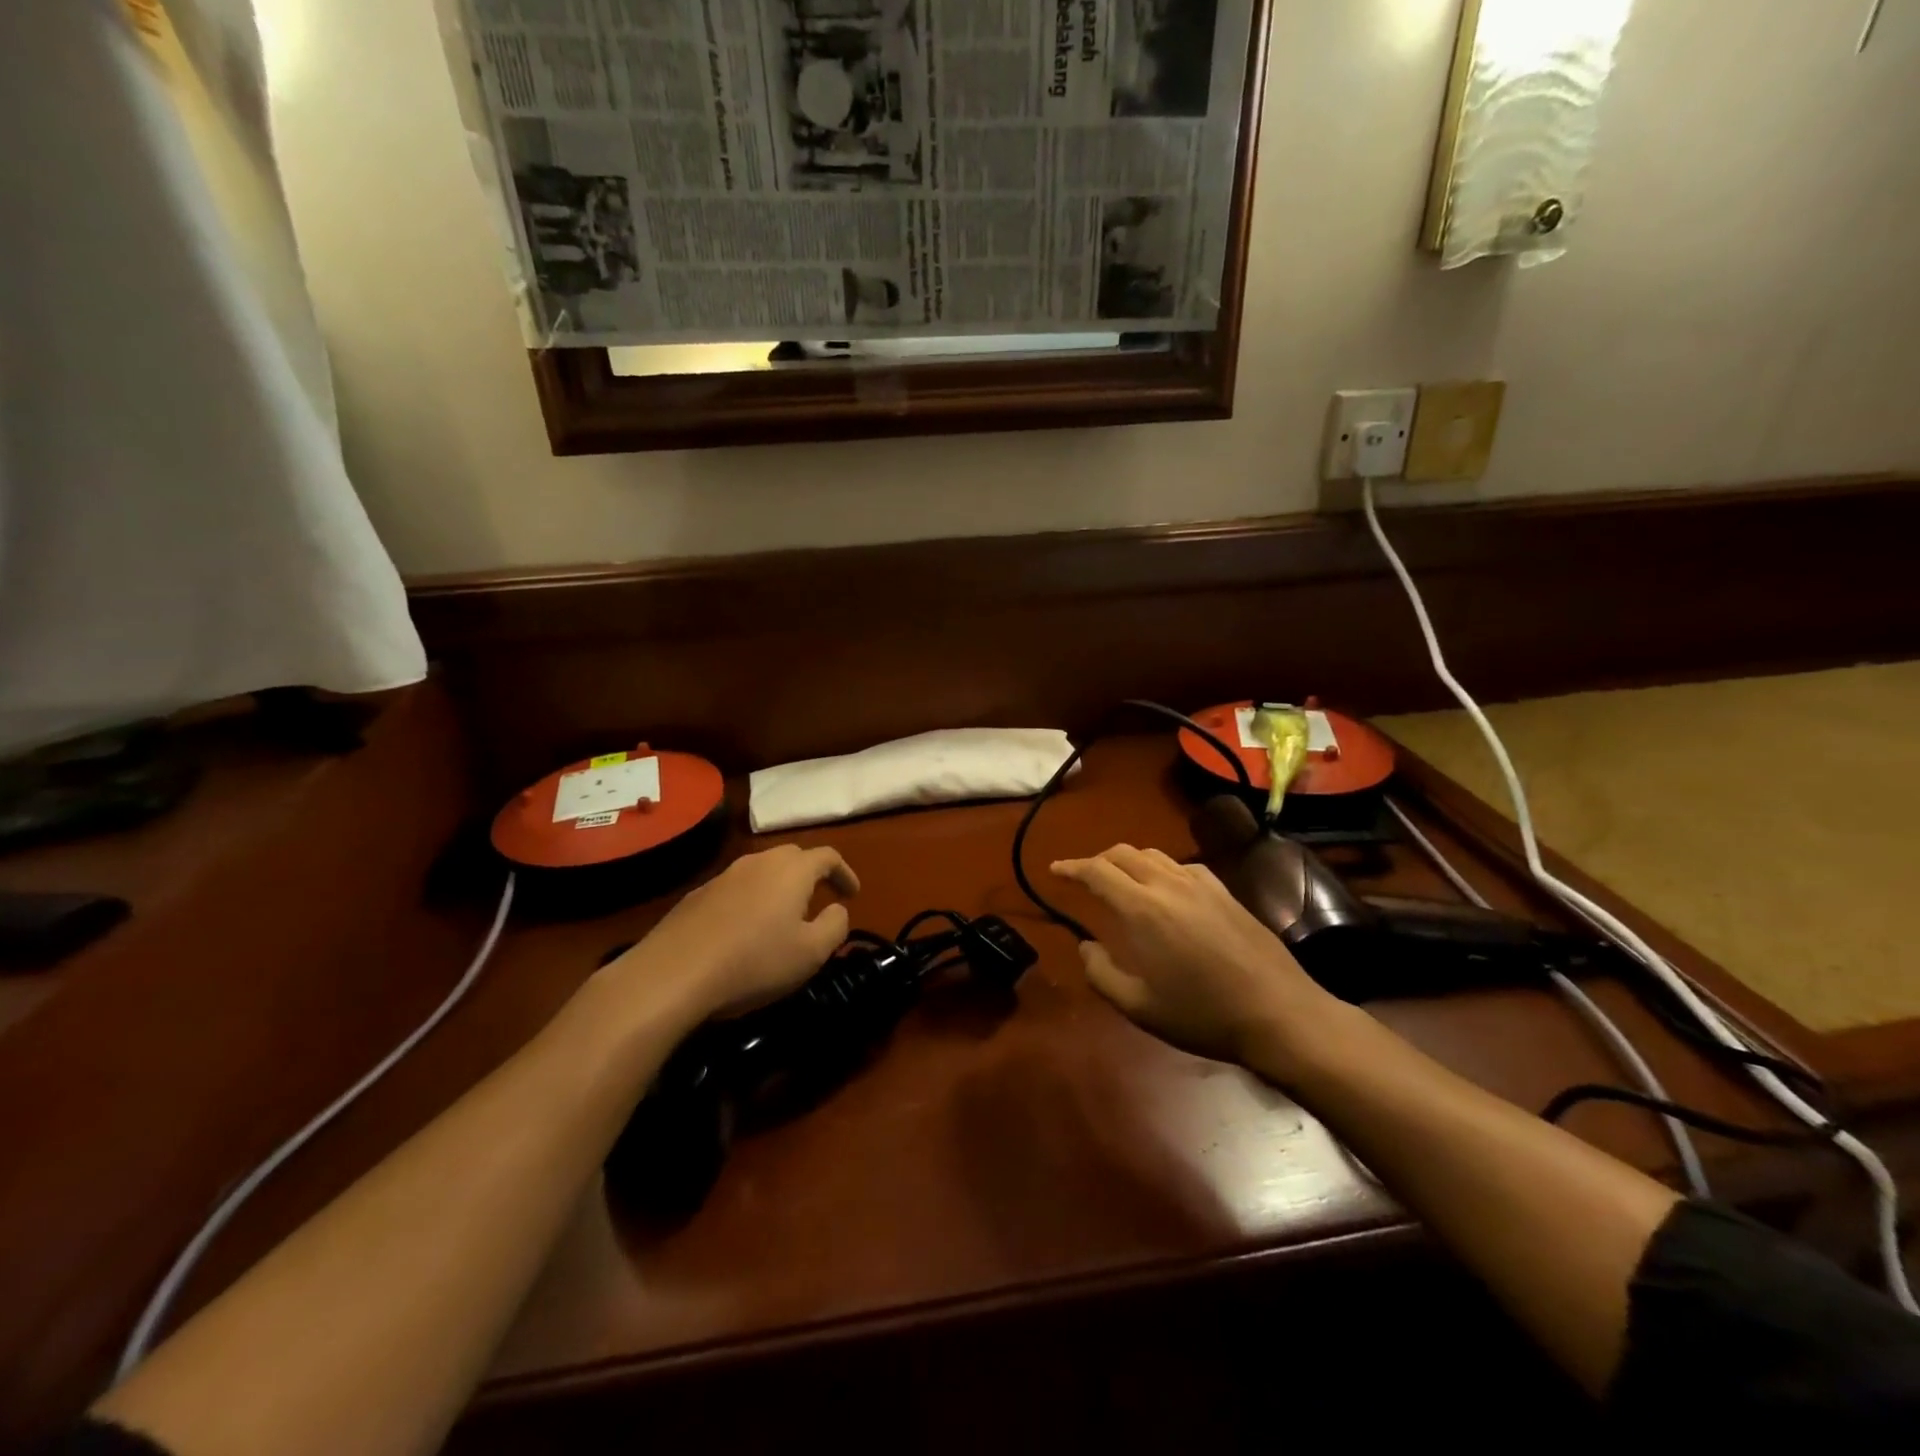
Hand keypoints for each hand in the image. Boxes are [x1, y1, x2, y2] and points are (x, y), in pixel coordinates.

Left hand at [607, 845, 859, 1024]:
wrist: (673, 974)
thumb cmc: (754, 961)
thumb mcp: (812, 952)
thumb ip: (835, 925)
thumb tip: (838, 909)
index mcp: (792, 870)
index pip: (828, 856)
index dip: (845, 873)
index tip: (853, 894)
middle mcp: (758, 862)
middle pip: (793, 857)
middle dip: (812, 874)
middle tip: (821, 899)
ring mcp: (724, 876)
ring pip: (761, 871)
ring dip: (779, 887)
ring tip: (783, 915)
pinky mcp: (697, 895)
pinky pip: (736, 889)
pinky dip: (751, 900)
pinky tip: (744, 930)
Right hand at [1051, 845, 1341, 1076]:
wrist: (1278, 1013)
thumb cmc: (1202, 1014)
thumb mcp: (1139, 1006)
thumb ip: (1101, 973)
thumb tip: (1086, 946)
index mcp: (1141, 908)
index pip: (1097, 871)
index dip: (1071, 867)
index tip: (1055, 869)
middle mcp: (1168, 884)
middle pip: (1123, 853)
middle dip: (1097, 860)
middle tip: (1084, 878)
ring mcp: (1201, 884)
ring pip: (1153, 855)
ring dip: (1128, 861)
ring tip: (1120, 880)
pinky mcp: (1226, 891)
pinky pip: (1182, 866)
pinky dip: (1160, 869)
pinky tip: (1166, 889)